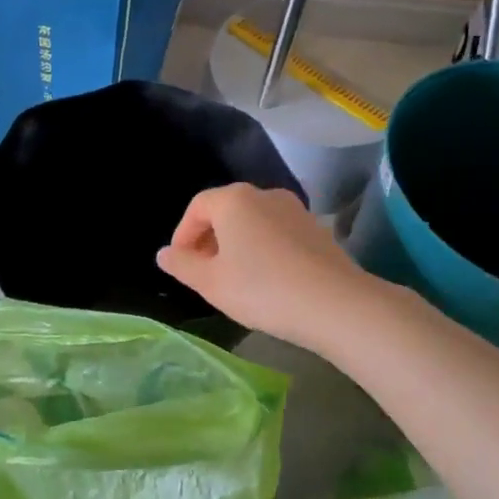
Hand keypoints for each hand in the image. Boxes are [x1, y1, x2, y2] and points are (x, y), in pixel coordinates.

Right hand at [157, 184, 381, 352]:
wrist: (334, 304)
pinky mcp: (317, 229)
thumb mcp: (211, 282)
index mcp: (234, 200)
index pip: (197, 207)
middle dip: (209, 238)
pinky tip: (267, 279)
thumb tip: (164, 253)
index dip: (183, 234)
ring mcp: (295, 210)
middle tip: (204, 272)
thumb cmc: (261, 289)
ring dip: (237, 244)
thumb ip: (182, 264)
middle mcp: (265, 194)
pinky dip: (263, 249)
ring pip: (254, 222)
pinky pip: (277, 233)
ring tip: (234, 278)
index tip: (180, 263)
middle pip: (226, 211)